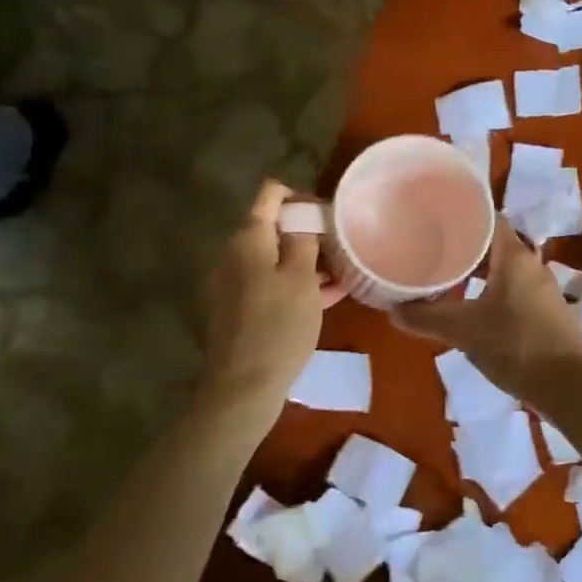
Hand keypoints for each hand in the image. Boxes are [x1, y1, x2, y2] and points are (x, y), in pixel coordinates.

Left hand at [199, 180, 325, 415]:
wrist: (244, 386)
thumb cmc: (278, 326)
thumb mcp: (301, 278)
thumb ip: (304, 240)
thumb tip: (303, 217)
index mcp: (249, 239)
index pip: (270, 195)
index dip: (300, 195)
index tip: (327, 212)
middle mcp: (237, 255)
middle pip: (275, 228)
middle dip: (309, 232)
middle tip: (342, 246)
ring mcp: (237, 283)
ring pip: (277, 259)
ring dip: (308, 261)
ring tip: (344, 272)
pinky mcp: (243, 309)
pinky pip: (273, 284)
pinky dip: (298, 284)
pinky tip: (330, 295)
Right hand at [391, 223, 581, 400]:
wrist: (567, 385)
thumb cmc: (515, 345)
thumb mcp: (464, 330)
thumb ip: (427, 318)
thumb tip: (393, 311)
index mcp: (514, 256)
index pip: (489, 218)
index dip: (463, 215)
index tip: (435, 218)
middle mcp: (532, 264)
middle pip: (494, 244)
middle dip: (464, 245)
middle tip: (432, 248)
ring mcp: (542, 288)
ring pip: (504, 268)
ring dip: (477, 271)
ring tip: (447, 277)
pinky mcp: (546, 311)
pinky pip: (513, 289)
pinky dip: (491, 290)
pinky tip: (472, 307)